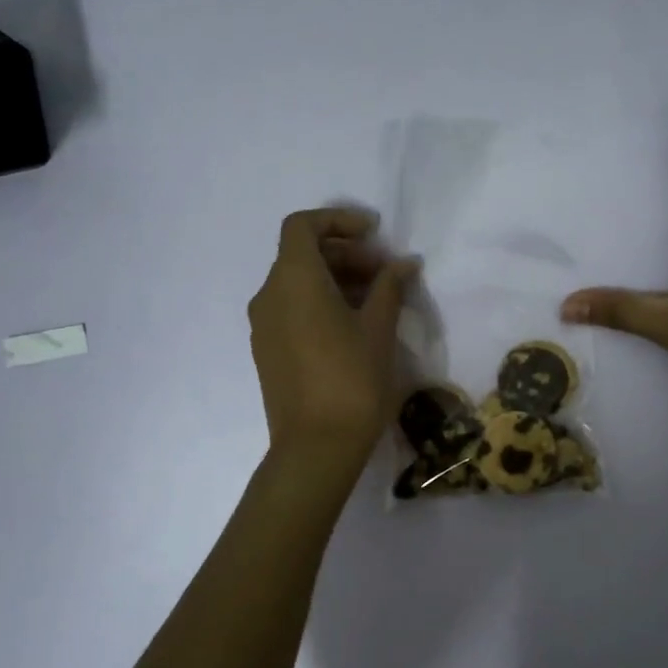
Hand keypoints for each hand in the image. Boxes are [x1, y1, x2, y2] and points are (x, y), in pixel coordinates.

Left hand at [249, 207, 418, 466]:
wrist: (315, 447)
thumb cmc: (352, 380)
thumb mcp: (378, 329)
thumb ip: (389, 287)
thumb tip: (404, 263)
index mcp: (294, 280)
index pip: (302, 226)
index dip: (338, 220)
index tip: (374, 233)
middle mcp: (269, 295)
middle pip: (302, 254)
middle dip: (345, 253)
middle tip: (385, 272)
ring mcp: (263, 325)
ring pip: (296, 283)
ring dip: (334, 279)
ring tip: (375, 300)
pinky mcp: (267, 350)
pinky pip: (290, 309)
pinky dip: (318, 302)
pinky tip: (351, 326)